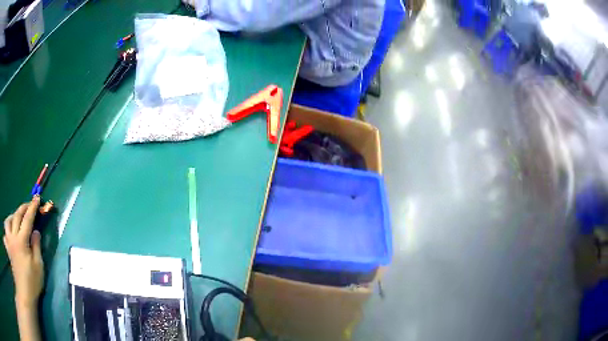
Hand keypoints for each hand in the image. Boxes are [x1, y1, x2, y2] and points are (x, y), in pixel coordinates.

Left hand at [4, 196, 43, 307]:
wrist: (25, 294)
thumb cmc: (32, 283)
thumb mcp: (38, 268)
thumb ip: (36, 248)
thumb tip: (36, 232)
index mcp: (22, 241)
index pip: (27, 220)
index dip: (32, 208)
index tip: (36, 199)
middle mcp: (13, 236)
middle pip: (16, 216)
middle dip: (22, 208)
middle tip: (27, 204)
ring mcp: (9, 241)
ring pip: (8, 221)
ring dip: (12, 216)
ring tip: (15, 217)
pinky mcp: (8, 247)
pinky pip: (5, 233)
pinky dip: (6, 229)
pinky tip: (8, 231)